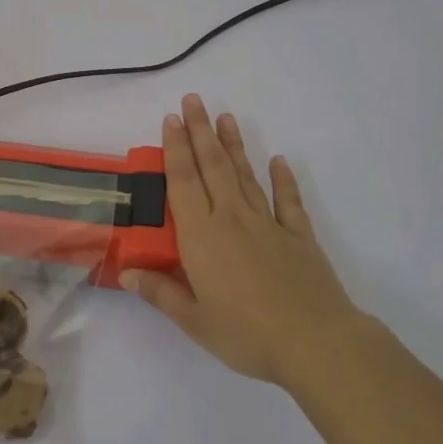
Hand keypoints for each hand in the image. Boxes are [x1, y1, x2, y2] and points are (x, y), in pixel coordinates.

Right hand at [121, 94, 378, 386]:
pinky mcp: (299, 237)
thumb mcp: (194, 321)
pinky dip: (284, 180)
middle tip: (193, 100)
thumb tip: (126, 273)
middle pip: (213, 167)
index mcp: (202, 237)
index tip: (170, 119)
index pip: (183, 182)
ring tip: (226, 117)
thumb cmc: (247, 334)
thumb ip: (160, 293)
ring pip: (245, 176)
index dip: (175, 149)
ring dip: (233, 145)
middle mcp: (232, 219)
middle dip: (200, 131)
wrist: (316, 343)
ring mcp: (268, 225)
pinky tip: (279, 161)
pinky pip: (288, 201)